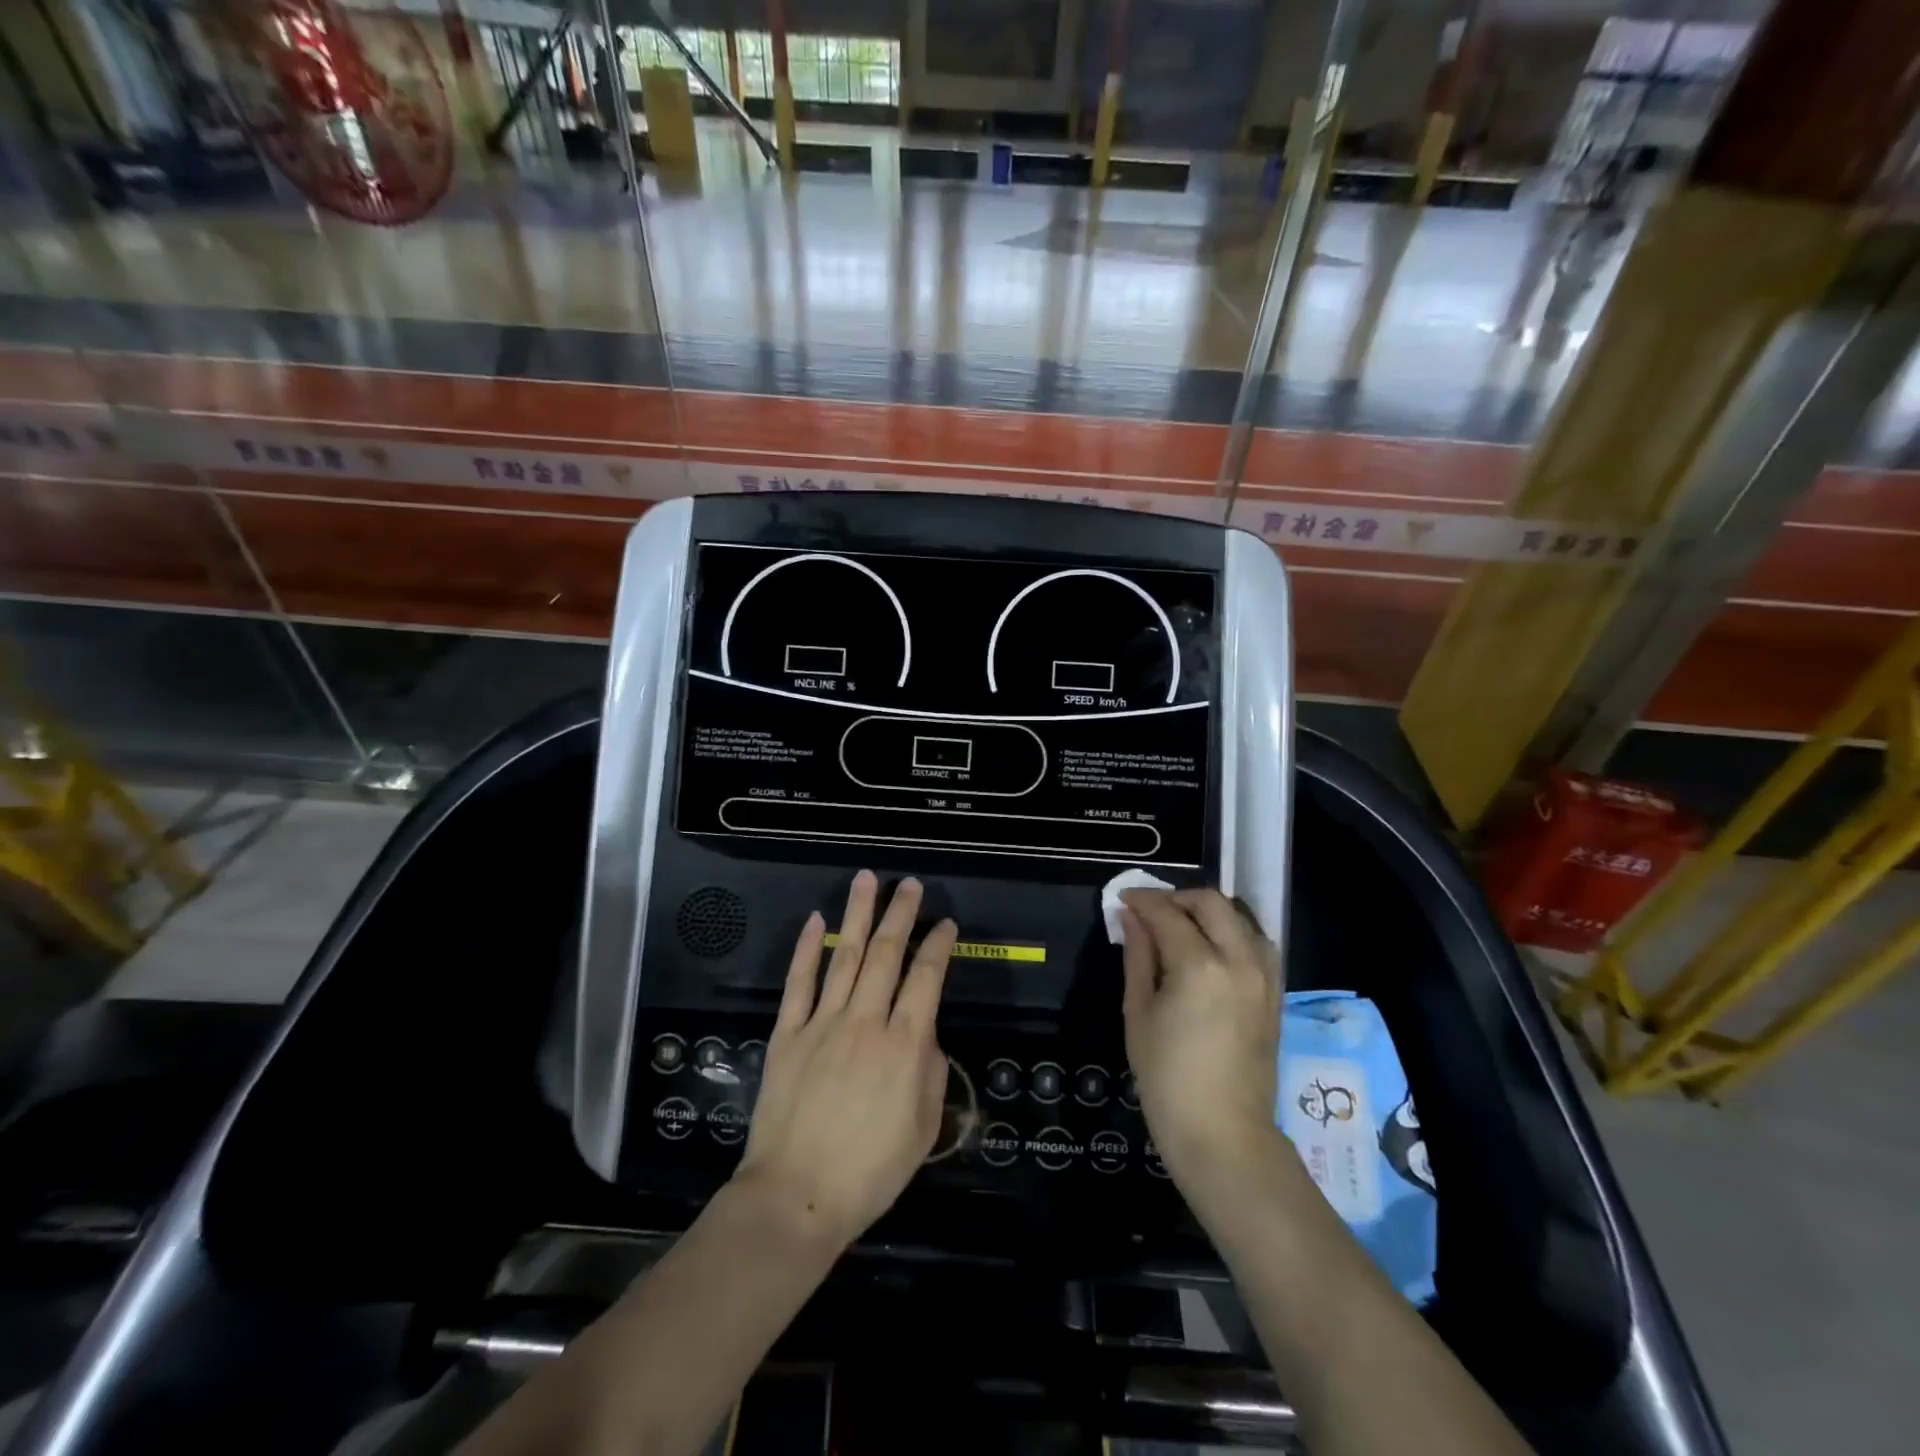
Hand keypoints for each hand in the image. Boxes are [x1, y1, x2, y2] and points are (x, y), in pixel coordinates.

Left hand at [734, 871, 954, 1247]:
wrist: (795, 1197)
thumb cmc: (869, 1171)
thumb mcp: (923, 1129)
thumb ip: (931, 1073)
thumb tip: (924, 1037)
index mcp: (904, 1044)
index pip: (926, 978)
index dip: (939, 945)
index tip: (945, 924)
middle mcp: (865, 1021)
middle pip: (887, 954)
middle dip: (901, 914)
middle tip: (909, 884)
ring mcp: (822, 1023)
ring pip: (845, 956)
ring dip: (857, 915)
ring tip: (866, 880)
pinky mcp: (787, 1034)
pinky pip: (798, 982)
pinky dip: (807, 949)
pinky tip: (814, 920)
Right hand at [1120, 888, 1282, 1189]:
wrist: (1222, 1134)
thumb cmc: (1166, 1078)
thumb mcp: (1138, 1013)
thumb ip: (1137, 956)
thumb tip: (1131, 918)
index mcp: (1199, 965)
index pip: (1167, 913)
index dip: (1142, 901)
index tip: (1122, 899)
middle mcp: (1239, 960)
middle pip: (1211, 902)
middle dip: (1177, 898)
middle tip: (1150, 911)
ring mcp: (1264, 976)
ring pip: (1240, 917)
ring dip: (1208, 912)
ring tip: (1180, 928)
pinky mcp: (1275, 993)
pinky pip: (1256, 943)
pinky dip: (1232, 932)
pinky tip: (1210, 949)